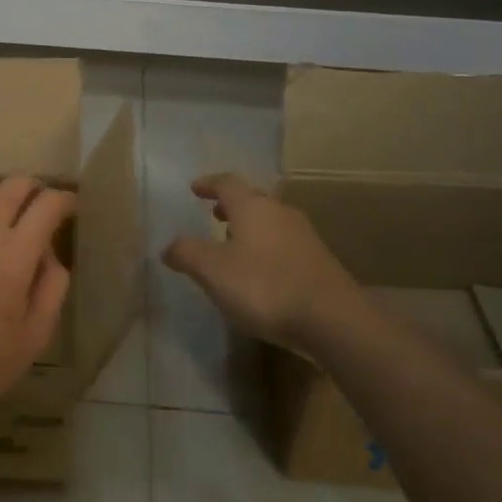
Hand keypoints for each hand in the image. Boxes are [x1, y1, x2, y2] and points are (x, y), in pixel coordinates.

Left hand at [0, 176, 75, 432]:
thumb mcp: (35, 335)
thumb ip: (52, 285)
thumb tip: (49, 253)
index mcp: (12, 254)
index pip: (47, 203)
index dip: (65, 200)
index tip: (70, 209)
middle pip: (13, 183)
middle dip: (34, 189)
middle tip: (40, 209)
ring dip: (1, 196)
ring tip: (4, 220)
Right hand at [162, 173, 366, 354]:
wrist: (332, 319)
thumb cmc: (264, 285)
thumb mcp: (213, 270)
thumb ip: (187, 254)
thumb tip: (168, 246)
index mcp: (253, 207)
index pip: (227, 182)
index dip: (209, 183)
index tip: (194, 188)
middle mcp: (280, 213)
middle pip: (252, 200)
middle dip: (230, 206)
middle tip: (213, 214)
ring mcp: (304, 236)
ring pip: (270, 222)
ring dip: (249, 228)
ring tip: (233, 245)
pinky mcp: (318, 262)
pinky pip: (283, 244)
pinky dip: (265, 248)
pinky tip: (259, 272)